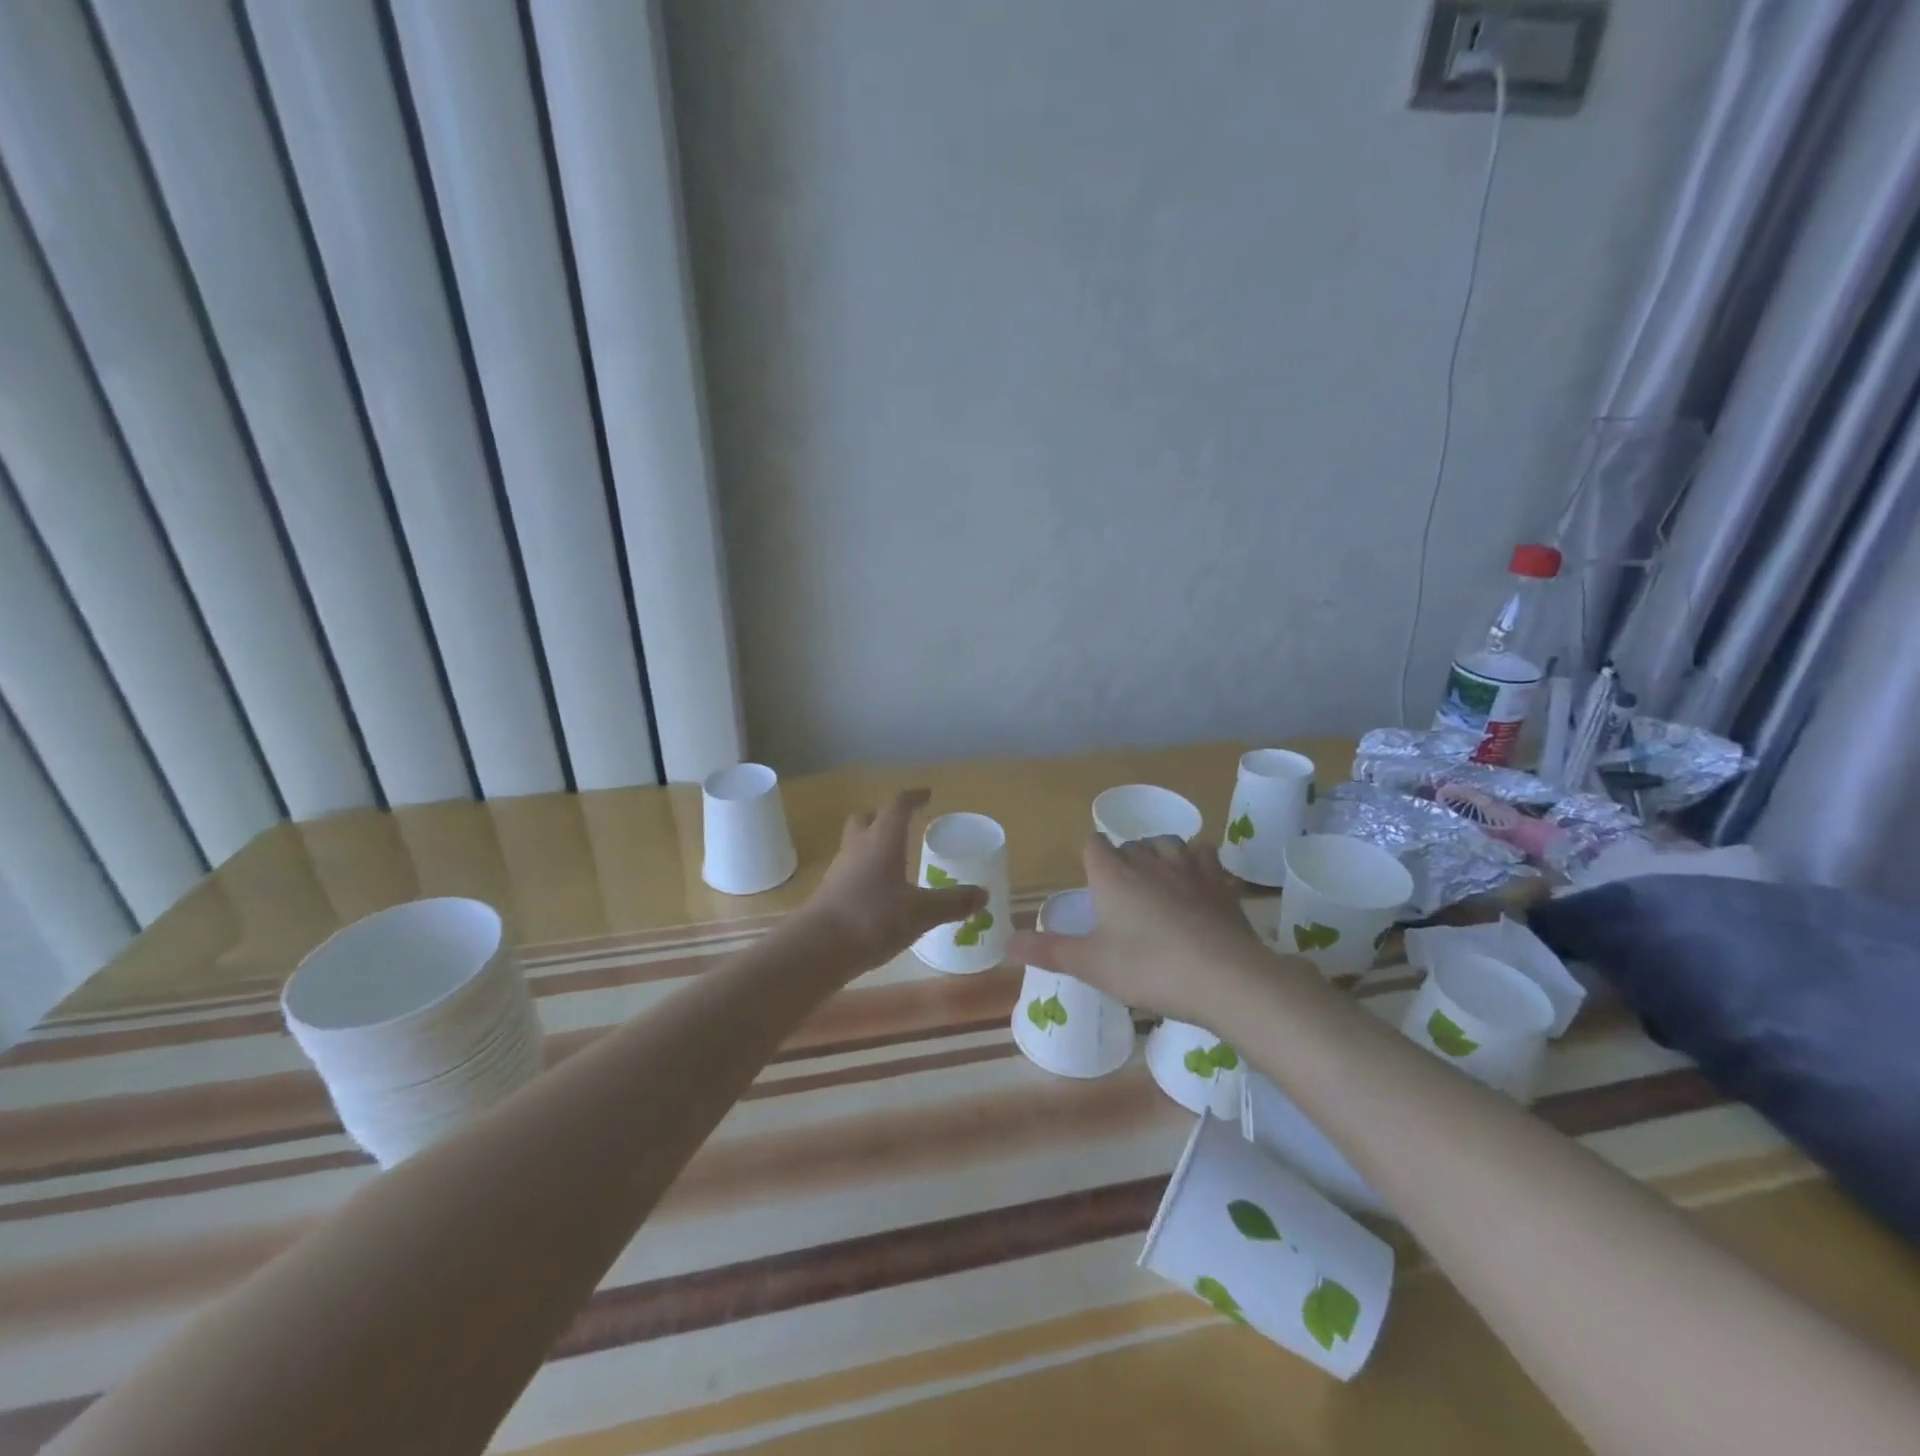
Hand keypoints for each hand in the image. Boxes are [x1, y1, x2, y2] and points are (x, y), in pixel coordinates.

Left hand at [802, 789, 987, 972]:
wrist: (817, 948)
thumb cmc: (873, 918)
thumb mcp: (921, 912)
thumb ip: (952, 902)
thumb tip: (982, 894)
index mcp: (882, 839)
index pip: (897, 806)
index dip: (913, 797)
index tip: (926, 794)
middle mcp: (858, 846)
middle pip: (867, 819)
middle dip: (884, 817)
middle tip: (904, 825)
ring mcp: (839, 869)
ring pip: (856, 844)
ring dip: (873, 845)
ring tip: (895, 861)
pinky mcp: (829, 893)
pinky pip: (850, 871)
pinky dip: (865, 873)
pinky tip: (879, 892)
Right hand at [1010, 834, 1274, 1023]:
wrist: (1224, 977)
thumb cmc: (1148, 968)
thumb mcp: (1091, 965)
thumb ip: (1048, 951)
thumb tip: (1006, 943)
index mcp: (1112, 874)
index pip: (1094, 844)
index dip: (1091, 857)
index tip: (1092, 878)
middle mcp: (1148, 860)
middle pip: (1130, 844)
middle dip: (1123, 859)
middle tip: (1121, 892)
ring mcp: (1188, 868)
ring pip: (1168, 843)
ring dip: (1159, 854)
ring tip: (1156, 879)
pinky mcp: (1220, 882)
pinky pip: (1204, 856)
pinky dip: (1196, 863)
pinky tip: (1196, 884)